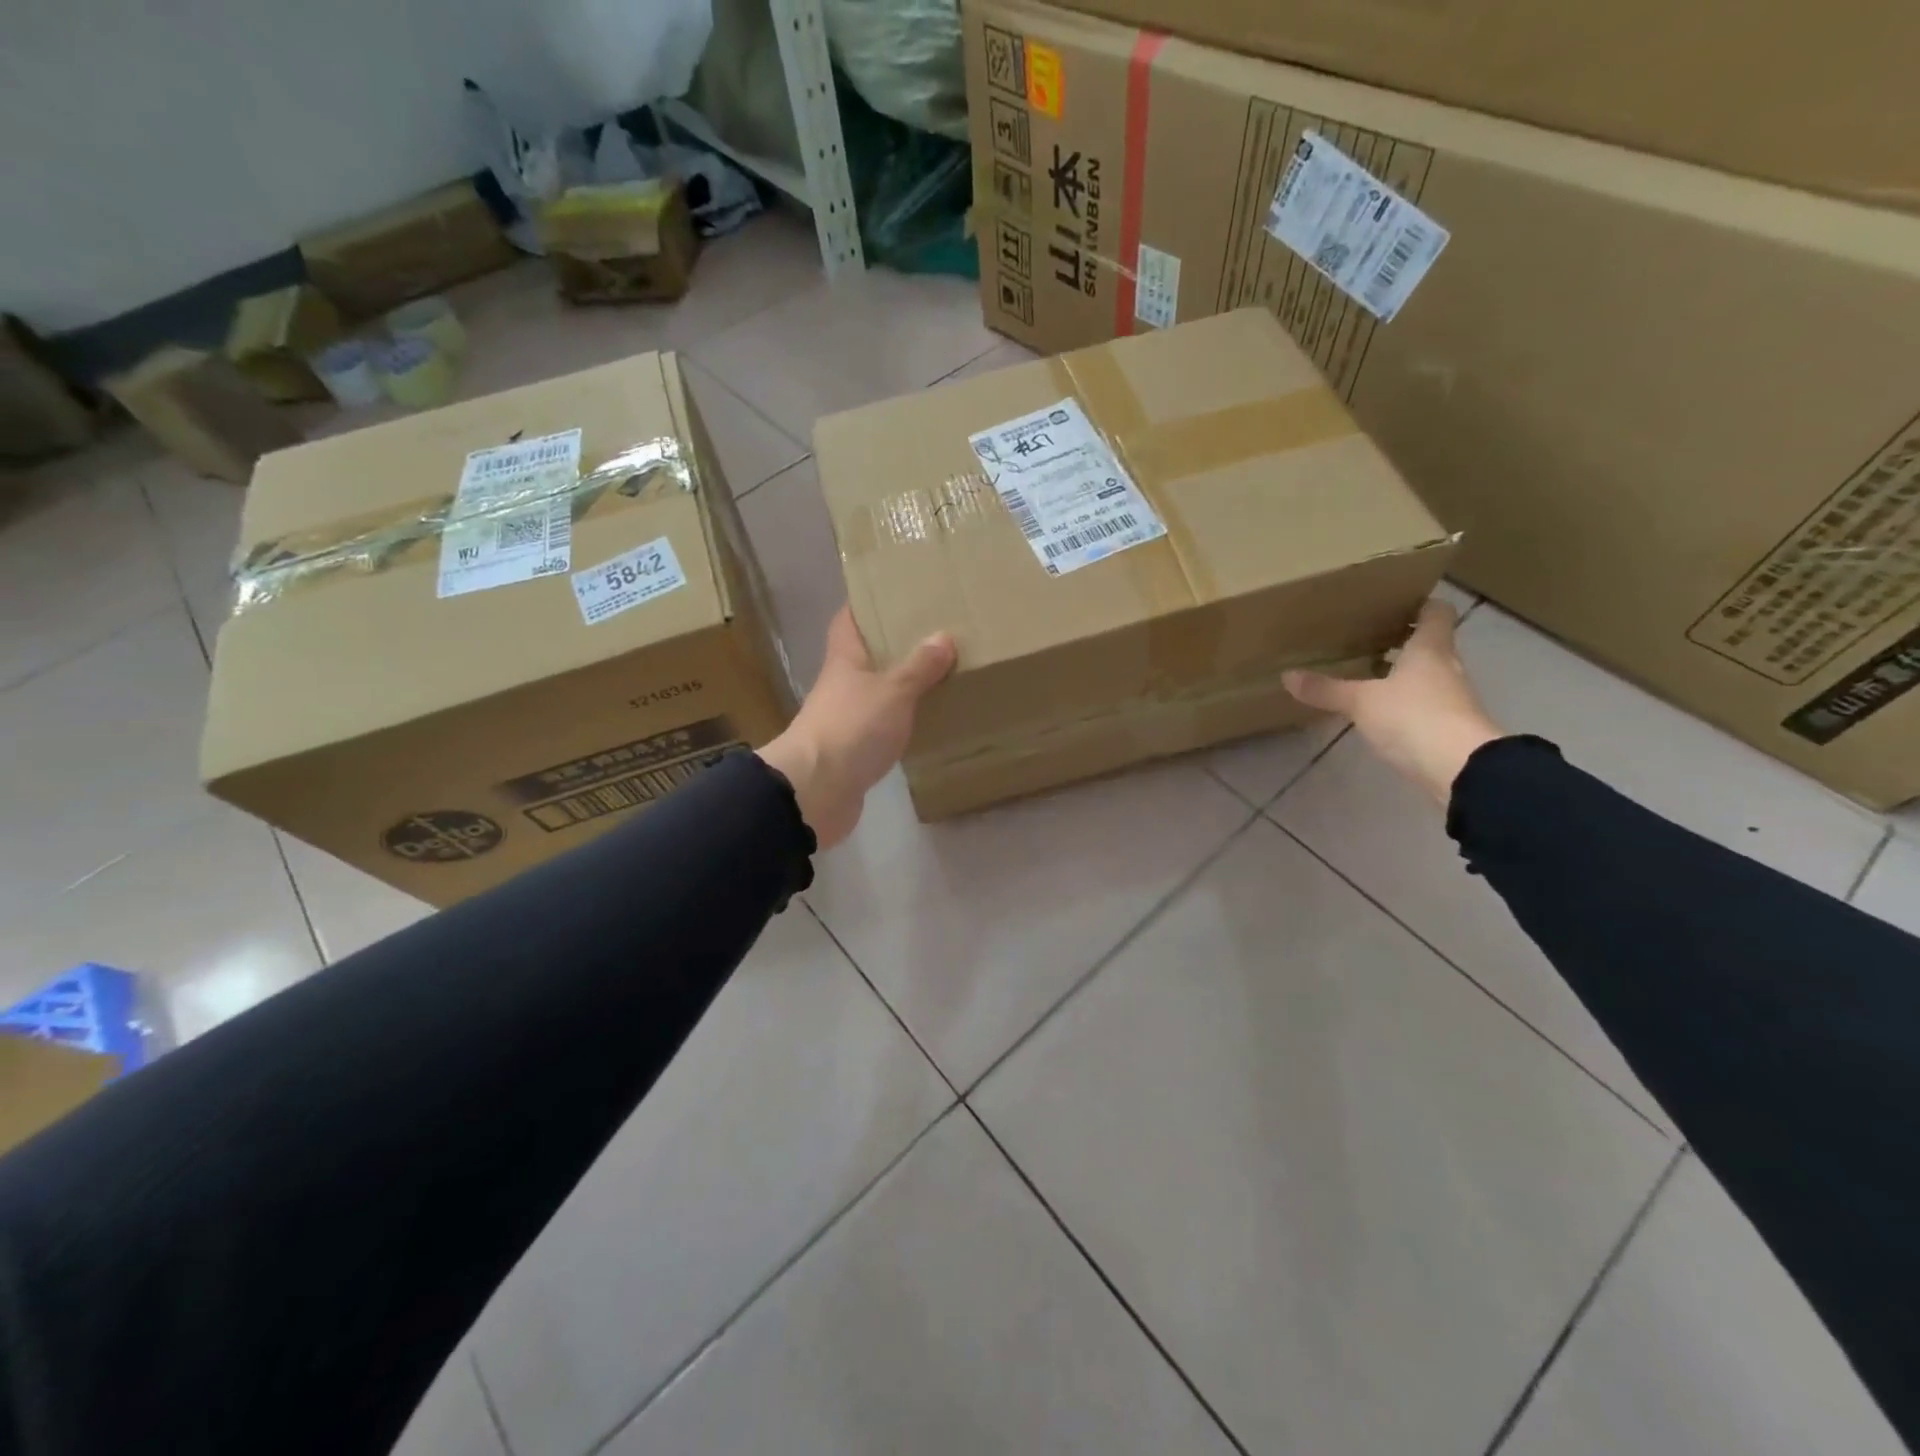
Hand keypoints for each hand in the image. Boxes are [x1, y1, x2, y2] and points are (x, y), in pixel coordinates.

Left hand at [756, 606, 956, 848]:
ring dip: (900, 686)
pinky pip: (881, 728)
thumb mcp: (894, 691)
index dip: (865, 605)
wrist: (816, 791)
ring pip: (875, 693)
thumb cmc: (852, 727)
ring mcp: (844, 720)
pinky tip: (925, 721)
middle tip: (932, 634)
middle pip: (865, 657)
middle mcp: (841, 685)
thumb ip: (919, 666)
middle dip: (893, 646)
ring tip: (938, 676)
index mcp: (844, 660)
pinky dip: (900, 722)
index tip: (892, 593)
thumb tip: (943, 636)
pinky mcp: (853, 752)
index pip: (848, 620)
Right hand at [1282, 599, 1502, 806]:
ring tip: (1366, 673)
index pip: (1436, 612)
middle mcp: (1446, 667)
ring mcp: (1451, 698)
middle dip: (1402, 640)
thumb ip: (1326, 689)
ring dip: (1402, 672)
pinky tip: (1380, 709)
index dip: (1420, 605)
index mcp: (1430, 648)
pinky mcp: (1448, 726)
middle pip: (1430, 644)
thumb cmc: (1413, 717)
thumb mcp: (1360, 702)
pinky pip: (1425, 703)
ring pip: (1427, 674)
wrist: (1461, 768)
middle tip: (1367, 637)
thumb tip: (1287, 675)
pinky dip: (1405, 701)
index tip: (1395, 603)